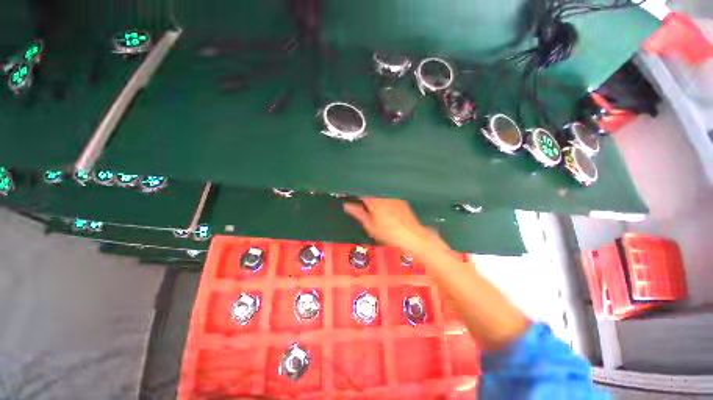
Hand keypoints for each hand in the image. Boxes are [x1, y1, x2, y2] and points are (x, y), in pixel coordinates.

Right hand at [343, 197, 444, 256]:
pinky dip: (380, 195)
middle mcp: (383, 194)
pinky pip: (386, 193)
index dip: (351, 191)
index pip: (359, 191)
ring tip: (367, 200)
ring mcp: (392, 195)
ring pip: (377, 190)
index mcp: (373, 201)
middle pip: (368, 188)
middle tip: (356, 197)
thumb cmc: (389, 233)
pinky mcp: (399, 198)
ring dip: (370, 192)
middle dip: (361, 191)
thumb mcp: (370, 225)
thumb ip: (358, 213)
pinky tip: (380, 203)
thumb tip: (346, 205)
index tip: (345, 193)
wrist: (412, 235)